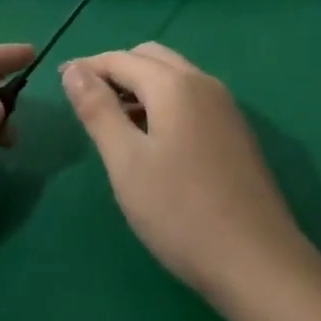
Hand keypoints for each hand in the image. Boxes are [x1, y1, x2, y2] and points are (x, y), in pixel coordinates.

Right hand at [62, 43, 311, 302]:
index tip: (61, 83)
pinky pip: (192, 99)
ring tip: (116, 124)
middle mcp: (203, 83)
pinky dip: (165, 103)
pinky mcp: (236, 132)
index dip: (88, 66)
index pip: (121, 58)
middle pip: (151, 58)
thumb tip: (74, 70)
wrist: (258, 262)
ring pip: (174, 77)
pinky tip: (155, 142)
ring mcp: (226, 107)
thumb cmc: (181, 212)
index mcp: (175, 84)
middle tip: (89, 103)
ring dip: (141, 87)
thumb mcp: (126, 162)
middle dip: (117, 71)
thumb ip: (97, 110)